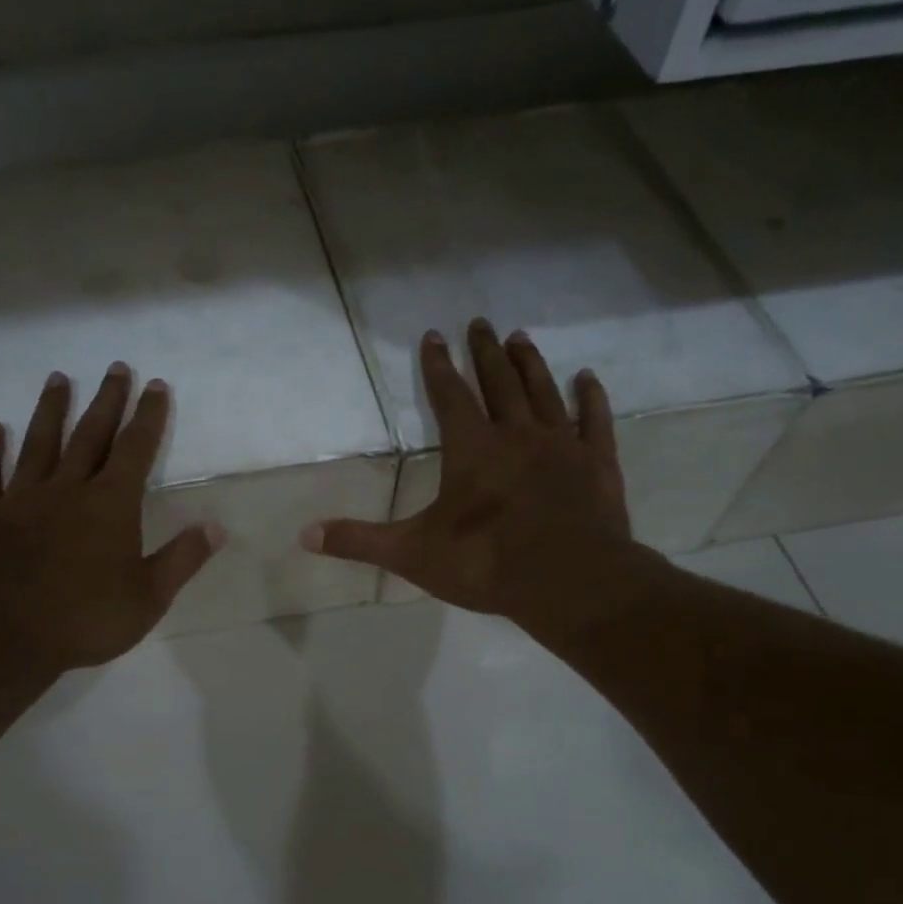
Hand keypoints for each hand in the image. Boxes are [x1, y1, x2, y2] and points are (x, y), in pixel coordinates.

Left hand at [0, 362, 223, 674]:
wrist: (4, 637)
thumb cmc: (85, 619)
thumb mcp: (148, 598)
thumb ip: (182, 559)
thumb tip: (217, 526)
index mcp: (110, 505)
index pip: (136, 449)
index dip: (148, 416)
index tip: (155, 385)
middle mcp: (67, 489)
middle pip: (90, 435)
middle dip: (106, 401)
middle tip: (115, 368)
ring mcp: (22, 499)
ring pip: (38, 444)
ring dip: (50, 410)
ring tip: (58, 379)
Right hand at [303, 319, 664, 644]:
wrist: (568, 582)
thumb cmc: (485, 563)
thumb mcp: (412, 554)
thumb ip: (360, 541)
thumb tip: (305, 536)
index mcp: (471, 449)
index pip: (449, 395)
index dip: (438, 366)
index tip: (433, 336)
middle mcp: (516, 434)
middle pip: (498, 382)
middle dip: (485, 352)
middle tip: (480, 322)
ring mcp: (561, 446)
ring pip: (543, 392)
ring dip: (530, 364)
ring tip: (519, 338)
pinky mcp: (597, 465)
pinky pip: (594, 421)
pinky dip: (590, 398)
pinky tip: (588, 379)